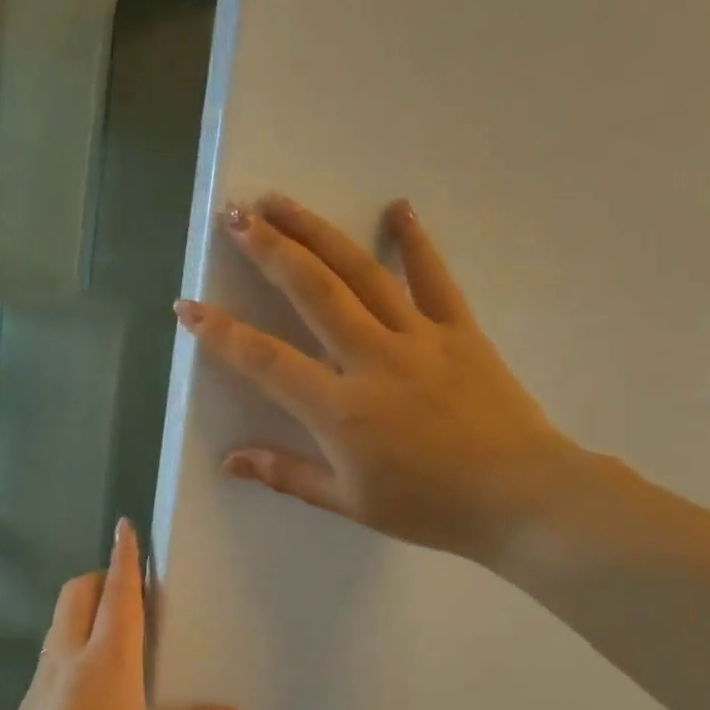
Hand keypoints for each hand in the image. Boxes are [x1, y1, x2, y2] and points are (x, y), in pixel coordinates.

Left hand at [0, 520, 249, 709]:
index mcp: (107, 661)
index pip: (117, 592)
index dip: (124, 556)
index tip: (125, 525)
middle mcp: (69, 658)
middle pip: (77, 594)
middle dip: (100, 578)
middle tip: (130, 593)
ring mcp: (42, 680)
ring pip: (61, 622)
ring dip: (84, 611)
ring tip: (118, 637)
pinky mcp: (28, 705)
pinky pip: (53, 654)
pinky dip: (73, 644)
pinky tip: (94, 685)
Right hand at [174, 195, 575, 562]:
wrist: (521, 497)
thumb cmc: (429, 507)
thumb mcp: (350, 502)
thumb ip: (286, 474)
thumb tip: (230, 462)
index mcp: (340, 409)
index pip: (266, 360)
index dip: (221, 333)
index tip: (188, 306)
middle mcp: (372, 359)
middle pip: (312, 291)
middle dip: (268, 250)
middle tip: (234, 216)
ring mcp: (419, 338)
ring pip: (360, 273)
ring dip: (317, 233)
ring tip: (282, 202)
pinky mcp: (459, 331)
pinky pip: (433, 278)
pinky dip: (414, 242)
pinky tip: (398, 209)